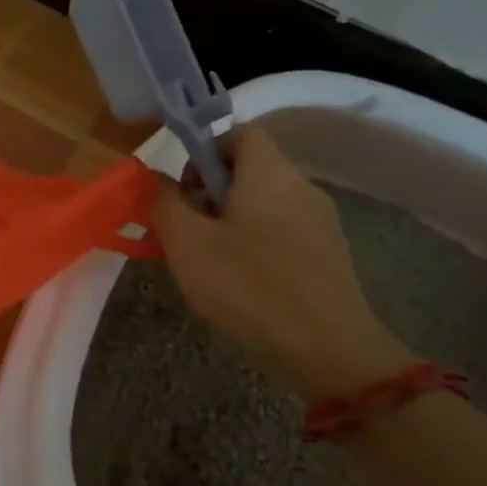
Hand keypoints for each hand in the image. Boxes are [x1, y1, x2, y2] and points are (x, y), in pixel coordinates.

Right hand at [151, 125, 414, 398]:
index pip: (239, 133)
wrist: (329, 352)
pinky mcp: (331, 255)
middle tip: (188, 232)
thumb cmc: (249, 288)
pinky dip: (259, 243)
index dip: (205, 150)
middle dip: (212, 192)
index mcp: (269, 173)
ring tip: (211, 263)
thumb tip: (155, 177)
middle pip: (252, 169)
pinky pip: (285, 231)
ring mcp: (322, 222)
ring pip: (267, 203)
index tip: (184, 190)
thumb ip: (164, 202)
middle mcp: (302, 187)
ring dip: (233, 220)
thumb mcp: (188, 244)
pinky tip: (245, 284)